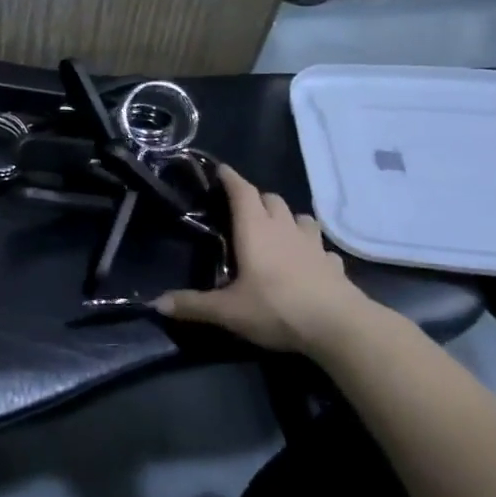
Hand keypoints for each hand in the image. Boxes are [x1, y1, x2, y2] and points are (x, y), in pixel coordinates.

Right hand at [156, 164, 368, 352]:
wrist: (339, 327)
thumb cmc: (276, 308)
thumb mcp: (228, 311)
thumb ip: (193, 305)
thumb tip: (157, 303)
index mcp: (254, 230)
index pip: (242, 191)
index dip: (230, 178)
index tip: (220, 169)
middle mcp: (283, 229)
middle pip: (271, 199)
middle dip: (256, 198)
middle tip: (242, 209)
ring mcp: (312, 245)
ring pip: (300, 217)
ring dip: (286, 218)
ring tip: (277, 230)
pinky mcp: (333, 264)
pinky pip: (321, 248)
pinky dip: (311, 248)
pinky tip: (307, 262)